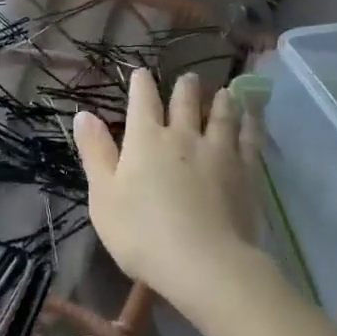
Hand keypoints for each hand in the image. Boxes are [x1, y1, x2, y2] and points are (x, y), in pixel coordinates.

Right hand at [73, 69, 265, 308]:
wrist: (203, 262)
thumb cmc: (142, 233)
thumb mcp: (104, 197)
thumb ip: (95, 153)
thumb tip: (84, 114)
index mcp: (145, 139)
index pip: (142, 101)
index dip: (141, 84)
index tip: (141, 73)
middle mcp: (182, 135)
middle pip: (185, 101)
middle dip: (185, 87)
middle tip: (189, 78)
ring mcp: (218, 150)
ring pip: (221, 114)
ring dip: (220, 100)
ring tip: (223, 92)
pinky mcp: (245, 170)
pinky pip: (249, 137)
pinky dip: (250, 122)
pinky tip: (253, 116)